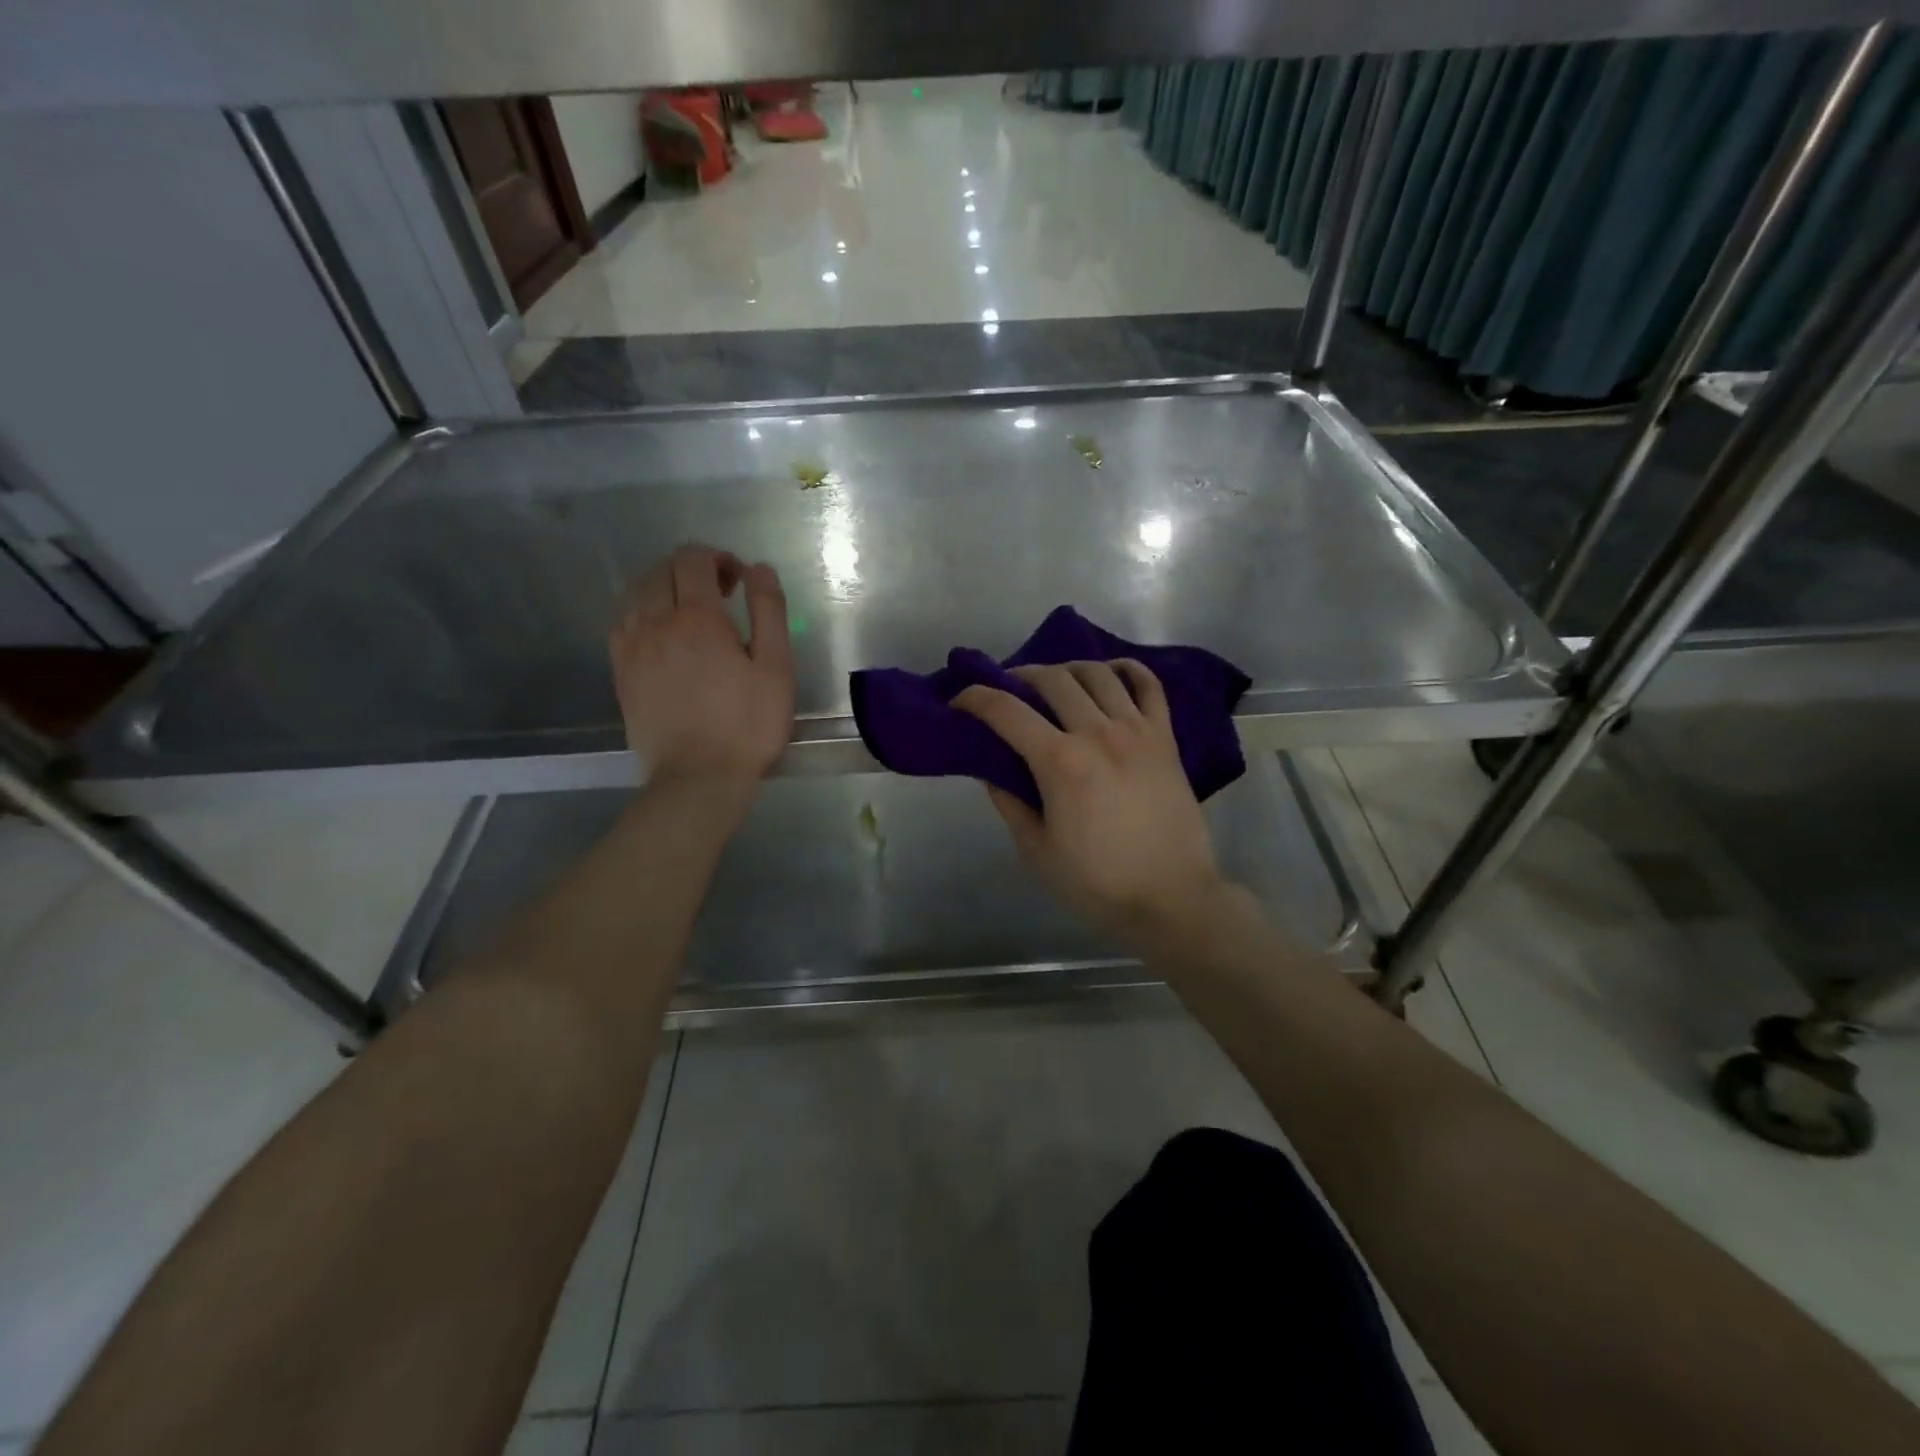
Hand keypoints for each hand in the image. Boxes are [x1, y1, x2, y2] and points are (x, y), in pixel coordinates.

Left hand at [609, 544, 793, 786]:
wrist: (697, 778)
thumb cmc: (747, 725)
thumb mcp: (775, 668)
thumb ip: (769, 612)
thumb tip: (759, 569)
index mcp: (696, 618)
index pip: (693, 560)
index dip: (718, 558)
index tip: (739, 579)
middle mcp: (655, 623)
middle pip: (662, 571)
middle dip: (692, 569)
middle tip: (721, 594)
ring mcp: (631, 648)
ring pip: (636, 593)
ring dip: (664, 588)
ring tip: (690, 611)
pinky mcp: (620, 672)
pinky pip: (622, 622)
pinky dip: (642, 612)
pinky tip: (660, 632)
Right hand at [954, 660, 1235, 943]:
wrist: (1172, 898)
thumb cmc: (1097, 882)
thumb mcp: (1037, 850)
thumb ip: (1010, 802)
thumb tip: (992, 768)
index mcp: (1061, 762)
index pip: (1006, 711)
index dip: (974, 698)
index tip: (959, 702)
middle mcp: (1098, 733)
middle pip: (1052, 679)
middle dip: (1019, 676)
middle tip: (1007, 692)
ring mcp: (1137, 730)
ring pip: (1098, 673)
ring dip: (1067, 670)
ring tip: (1056, 685)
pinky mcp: (1166, 738)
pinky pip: (1149, 686)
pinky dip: (1127, 670)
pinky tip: (1110, 675)